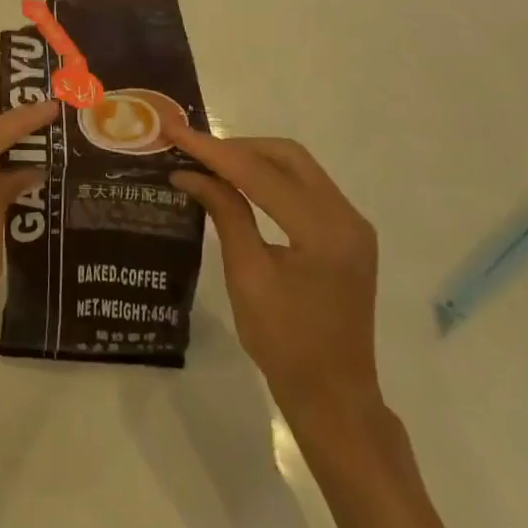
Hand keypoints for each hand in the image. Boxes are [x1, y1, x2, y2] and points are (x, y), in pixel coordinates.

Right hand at [165, 122, 381, 427]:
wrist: (335, 397)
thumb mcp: (247, 276)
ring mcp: (352, 224)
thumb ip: (225, 213)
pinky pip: (305, 186)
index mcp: (324, 230)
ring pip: (297, 166)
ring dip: (253, 158)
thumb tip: (189, 172)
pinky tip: (240, 183)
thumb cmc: (285, 344)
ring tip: (209, 162)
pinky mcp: (347, 233)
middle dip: (236, 146)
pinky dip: (270, 177)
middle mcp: (346, 216)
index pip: (260, 173)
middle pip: (286, 156)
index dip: (213, 150)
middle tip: (192, 149)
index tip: (174, 131)